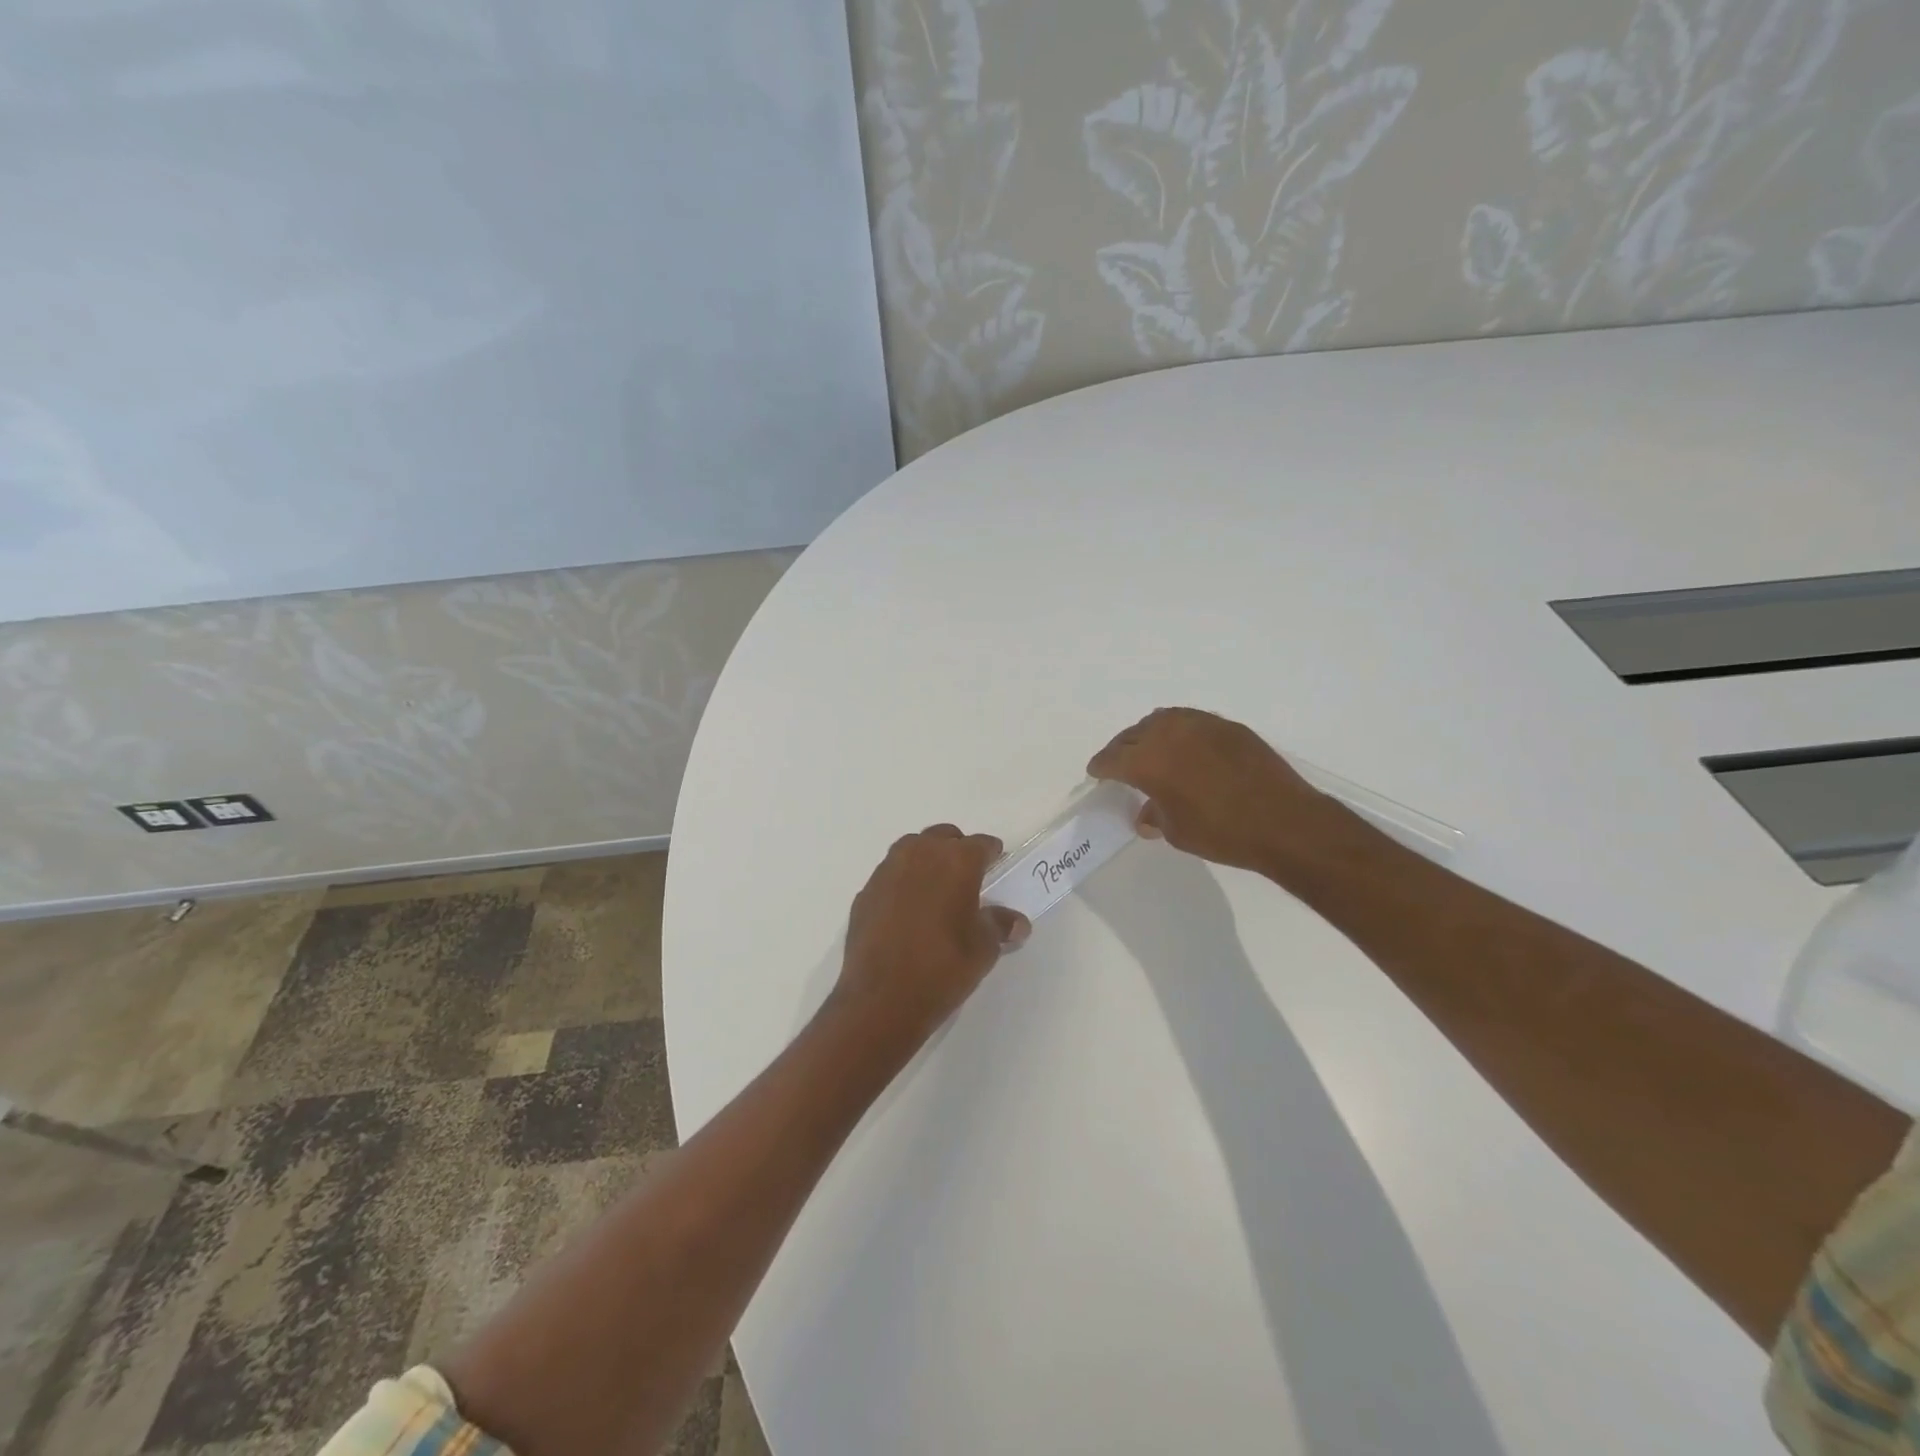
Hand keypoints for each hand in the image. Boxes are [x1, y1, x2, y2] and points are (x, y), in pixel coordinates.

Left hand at [834, 824, 1030, 1044]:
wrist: (881, 998)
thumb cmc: (943, 967)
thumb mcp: (983, 949)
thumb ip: (999, 926)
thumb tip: (1016, 922)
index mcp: (956, 861)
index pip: (980, 844)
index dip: (991, 853)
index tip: (996, 863)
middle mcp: (920, 854)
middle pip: (943, 837)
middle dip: (957, 850)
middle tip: (967, 876)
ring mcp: (887, 871)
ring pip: (912, 850)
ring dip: (926, 861)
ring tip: (936, 889)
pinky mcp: (865, 893)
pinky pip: (890, 876)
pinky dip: (902, 883)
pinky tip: (907, 911)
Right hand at [1088, 707, 1348, 874]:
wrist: (1284, 821)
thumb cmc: (1222, 833)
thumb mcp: (1177, 832)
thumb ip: (1155, 815)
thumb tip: (1146, 813)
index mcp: (1148, 761)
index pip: (1112, 759)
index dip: (1101, 767)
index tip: (1096, 772)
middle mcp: (1169, 734)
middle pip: (1133, 735)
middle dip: (1122, 749)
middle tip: (1120, 763)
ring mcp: (1201, 724)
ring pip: (1162, 720)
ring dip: (1149, 734)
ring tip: (1151, 750)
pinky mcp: (1227, 726)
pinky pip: (1191, 721)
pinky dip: (1178, 731)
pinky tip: (1186, 748)